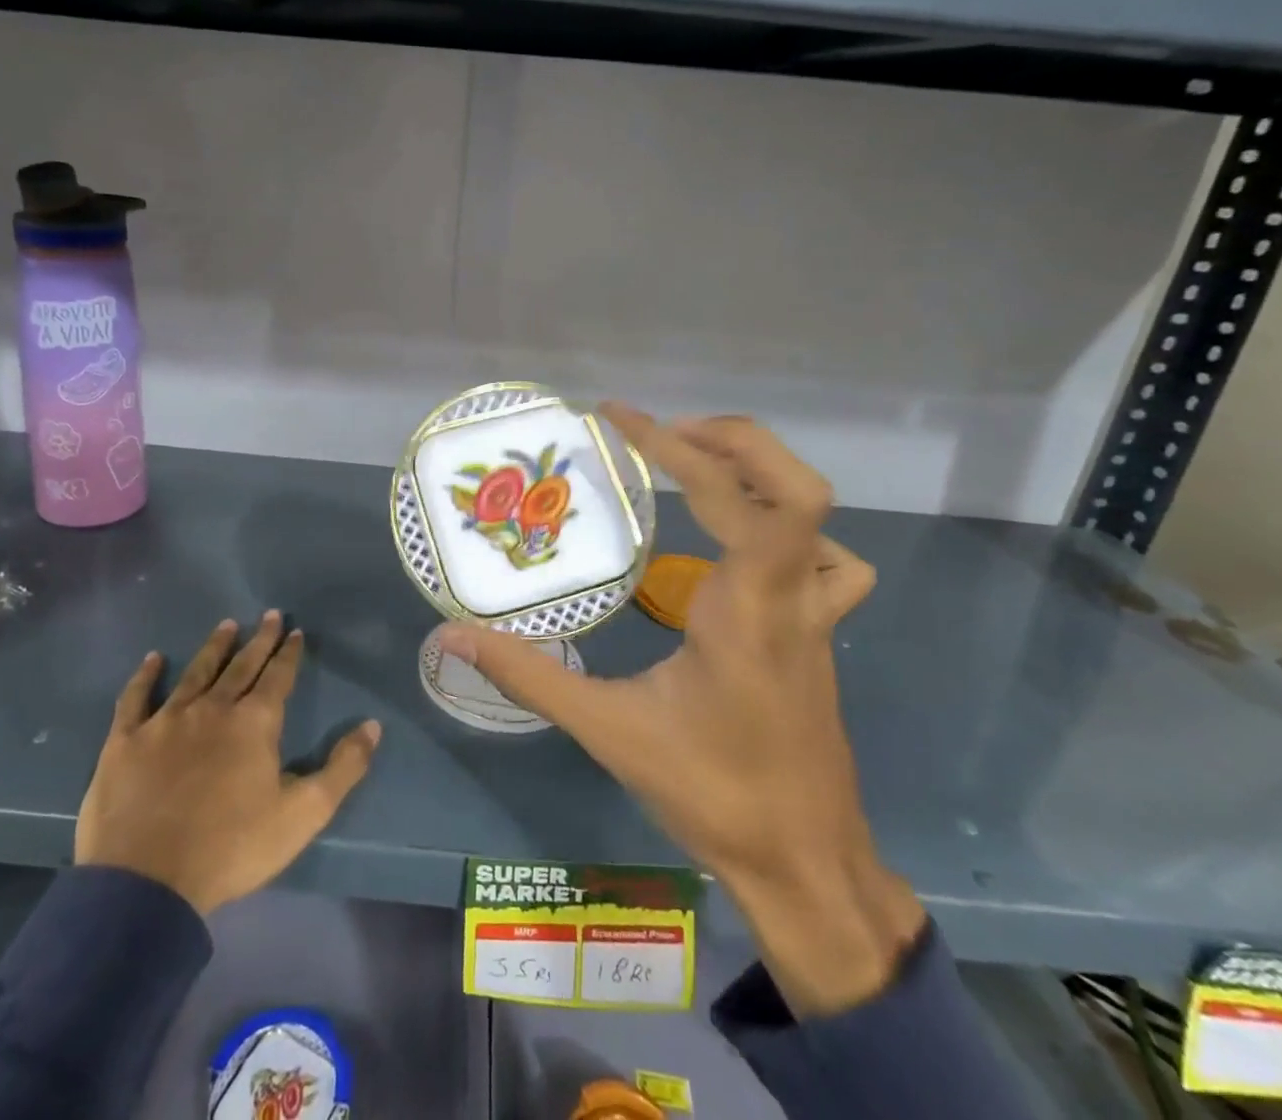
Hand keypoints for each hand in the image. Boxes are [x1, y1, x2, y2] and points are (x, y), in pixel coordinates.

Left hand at [76, 612, 381, 915]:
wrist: (146, 884)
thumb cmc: (232, 848)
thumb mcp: (303, 813)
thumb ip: (343, 768)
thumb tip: (373, 725)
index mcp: (254, 723)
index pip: (278, 677)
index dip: (289, 653)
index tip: (296, 631)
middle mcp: (212, 709)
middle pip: (240, 666)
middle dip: (259, 640)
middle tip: (269, 615)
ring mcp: (165, 721)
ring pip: (195, 673)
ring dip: (213, 648)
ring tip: (226, 625)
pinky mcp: (125, 742)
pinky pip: (136, 698)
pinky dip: (145, 677)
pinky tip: (153, 659)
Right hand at [438, 405, 924, 1014]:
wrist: (806, 864)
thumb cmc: (712, 794)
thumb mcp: (609, 731)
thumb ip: (529, 676)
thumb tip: (452, 638)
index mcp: (744, 609)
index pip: (725, 496)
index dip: (671, 444)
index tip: (618, 416)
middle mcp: (790, 596)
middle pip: (793, 487)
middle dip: (730, 441)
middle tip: (663, 434)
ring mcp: (816, 614)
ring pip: (817, 517)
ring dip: (760, 475)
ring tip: (697, 468)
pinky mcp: (821, 632)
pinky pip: (828, 561)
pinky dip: (791, 530)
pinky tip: (746, 546)